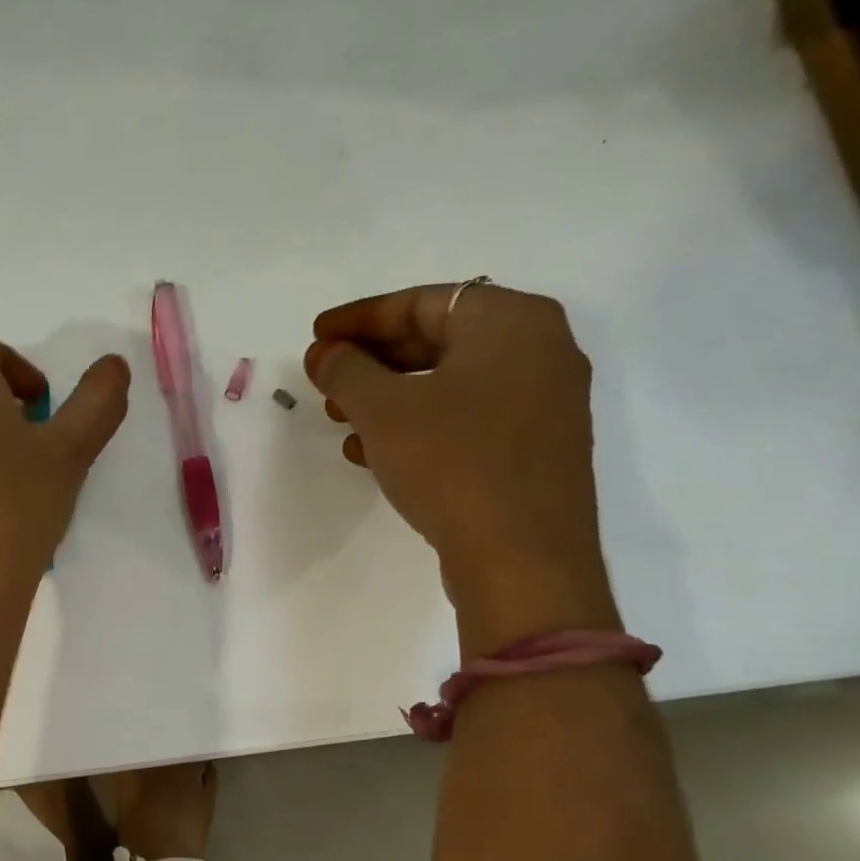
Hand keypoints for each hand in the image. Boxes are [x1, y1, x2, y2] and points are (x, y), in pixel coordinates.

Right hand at [305, 283, 619, 655]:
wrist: (522, 558)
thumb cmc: (452, 462)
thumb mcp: (384, 410)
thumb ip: (346, 370)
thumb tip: (325, 353)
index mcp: (512, 321)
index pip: (422, 302)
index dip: (360, 318)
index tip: (316, 336)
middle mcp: (539, 351)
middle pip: (438, 341)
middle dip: (372, 361)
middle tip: (325, 379)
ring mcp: (543, 405)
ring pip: (449, 386)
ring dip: (389, 399)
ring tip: (340, 420)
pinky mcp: (534, 451)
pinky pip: (467, 422)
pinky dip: (419, 428)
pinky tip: (373, 453)